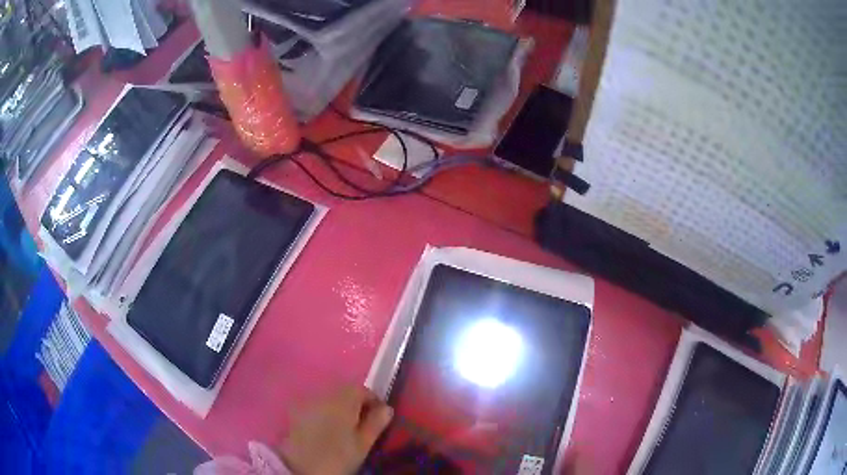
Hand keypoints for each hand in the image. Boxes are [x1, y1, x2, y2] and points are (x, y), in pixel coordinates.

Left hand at [280, 385, 393, 474]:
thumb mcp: (362, 444)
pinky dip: (324, 412)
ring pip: (329, 398)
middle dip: (355, 403)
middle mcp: (324, 394)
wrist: (300, 466)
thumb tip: (387, 408)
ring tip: (345, 426)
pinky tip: (326, 428)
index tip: (379, 416)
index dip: (373, 401)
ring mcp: (308, 401)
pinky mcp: (296, 411)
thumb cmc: (337, 456)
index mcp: (343, 400)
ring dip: (339, 407)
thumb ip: (375, 423)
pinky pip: (316, 405)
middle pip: (344, 391)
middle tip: (363, 423)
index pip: (362, 389)